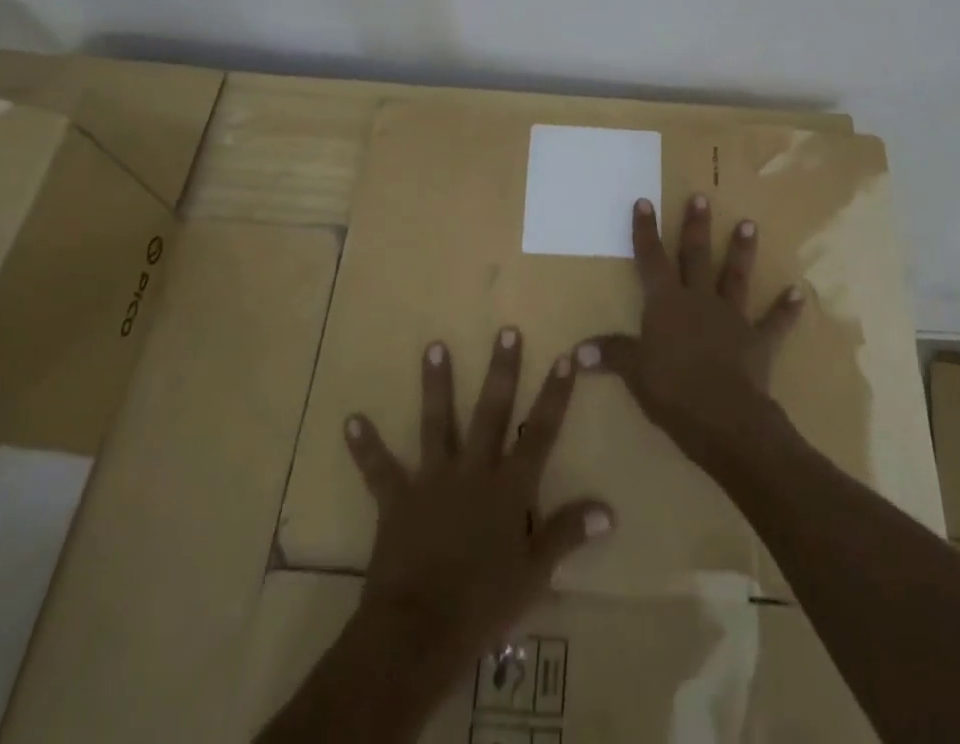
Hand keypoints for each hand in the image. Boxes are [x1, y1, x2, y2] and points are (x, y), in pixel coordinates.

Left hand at [342, 328, 612, 674]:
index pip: (540, 433)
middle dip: (501, 370)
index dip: (554, 395)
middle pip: (491, 411)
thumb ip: (568, 534)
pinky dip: (365, 446)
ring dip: (435, 384)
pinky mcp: (397, 499)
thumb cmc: (483, 604)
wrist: (419, 630)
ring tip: (433, 346)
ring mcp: (433, 480)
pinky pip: (379, 469)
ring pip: (437, 422)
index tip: (565, 357)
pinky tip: (350, 420)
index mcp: (509, 487)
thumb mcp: (534, 574)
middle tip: (505, 331)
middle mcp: (473, 470)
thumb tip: (609, 509)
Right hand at [581, 195, 804, 466]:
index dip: (646, 231)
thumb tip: (577, 351)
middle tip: (702, 197)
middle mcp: (699, 300)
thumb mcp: (634, 372)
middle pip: (696, 256)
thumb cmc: (672, 391)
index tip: (644, 201)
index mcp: (666, 303)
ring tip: (749, 224)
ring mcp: (731, 318)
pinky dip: (786, 309)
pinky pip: (774, 322)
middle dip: (696, 226)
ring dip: (742, 251)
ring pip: (735, 277)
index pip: (651, 259)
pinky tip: (798, 294)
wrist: (724, 417)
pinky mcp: (757, 341)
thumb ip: (611, 355)